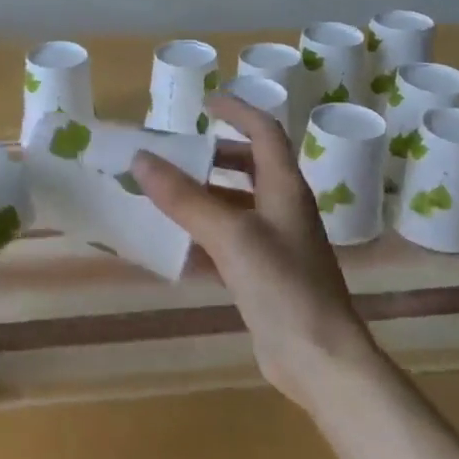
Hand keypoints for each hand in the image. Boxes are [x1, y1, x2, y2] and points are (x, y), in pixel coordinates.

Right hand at [131, 95, 374, 407]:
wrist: (318, 356)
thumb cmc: (281, 284)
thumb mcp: (229, 234)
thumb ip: (184, 198)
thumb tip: (141, 159)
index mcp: (285, 188)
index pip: (265, 132)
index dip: (238, 111)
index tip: (205, 102)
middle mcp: (283, 209)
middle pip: (249, 167)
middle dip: (212, 155)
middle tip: (174, 153)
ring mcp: (275, 243)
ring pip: (235, 205)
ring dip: (202, 195)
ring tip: (162, 193)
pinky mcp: (263, 274)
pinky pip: (228, 240)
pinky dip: (202, 234)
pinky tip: (173, 243)